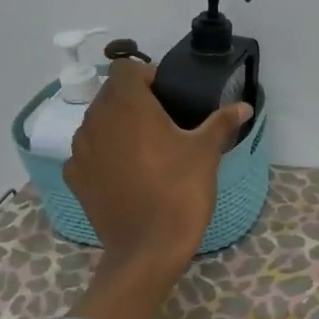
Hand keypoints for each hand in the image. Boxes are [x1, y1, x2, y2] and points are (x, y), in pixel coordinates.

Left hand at [64, 60, 251, 284]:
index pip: (126, 69)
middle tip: (164, 125)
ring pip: (98, 123)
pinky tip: (126, 175)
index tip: (169, 98)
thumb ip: (221, 122)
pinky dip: (104, 156)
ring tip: (145, 151)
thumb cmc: (179, 190)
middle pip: (111, 95)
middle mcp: (95, 119)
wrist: (147, 249)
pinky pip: (89, 153)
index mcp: (126, 104)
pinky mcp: (74, 177)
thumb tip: (244, 107)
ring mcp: (79, 150)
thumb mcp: (206, 152)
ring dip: (118, 128)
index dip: (147, 77)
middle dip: (134, 103)